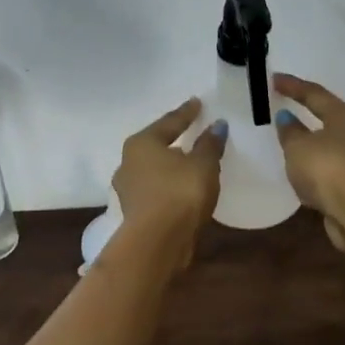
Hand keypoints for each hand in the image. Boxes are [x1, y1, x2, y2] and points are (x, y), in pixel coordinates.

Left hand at [111, 98, 227, 256]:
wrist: (158, 241)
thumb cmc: (180, 192)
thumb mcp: (203, 164)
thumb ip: (210, 144)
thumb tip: (217, 126)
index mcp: (141, 143)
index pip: (169, 122)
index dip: (186, 113)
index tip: (197, 103)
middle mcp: (128, 162)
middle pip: (155, 145)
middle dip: (173, 139)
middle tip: (191, 131)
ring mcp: (129, 189)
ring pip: (153, 169)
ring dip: (170, 165)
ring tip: (189, 161)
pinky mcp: (135, 212)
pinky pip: (156, 189)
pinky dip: (169, 185)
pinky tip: (182, 187)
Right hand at [272, 74, 344, 253]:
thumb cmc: (327, 168)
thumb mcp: (298, 147)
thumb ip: (290, 131)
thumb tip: (287, 118)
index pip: (315, 94)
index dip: (293, 86)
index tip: (274, 80)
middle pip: (332, 117)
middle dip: (310, 114)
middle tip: (289, 111)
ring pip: (336, 145)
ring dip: (317, 144)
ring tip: (296, 146)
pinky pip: (336, 169)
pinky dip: (321, 168)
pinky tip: (309, 175)